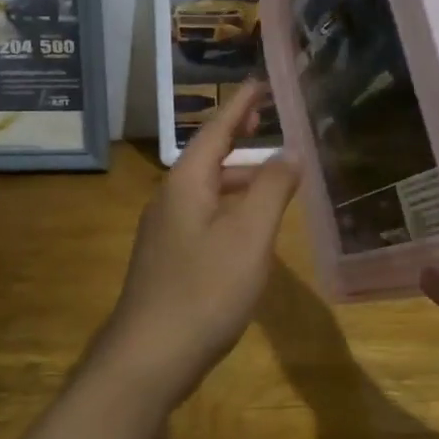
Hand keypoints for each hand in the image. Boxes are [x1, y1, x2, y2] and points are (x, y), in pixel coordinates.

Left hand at [95, 83, 298, 409]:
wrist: (148, 357)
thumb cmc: (204, 289)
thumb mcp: (250, 235)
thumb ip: (272, 188)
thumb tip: (290, 150)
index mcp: (186, 182)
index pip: (217, 129)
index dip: (242, 104)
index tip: (262, 82)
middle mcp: (169, 198)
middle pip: (210, 157)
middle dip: (242, 139)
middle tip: (274, 124)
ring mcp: (164, 231)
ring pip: (207, 190)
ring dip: (240, 178)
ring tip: (275, 177)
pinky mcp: (168, 260)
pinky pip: (204, 217)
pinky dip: (231, 208)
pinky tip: (250, 228)